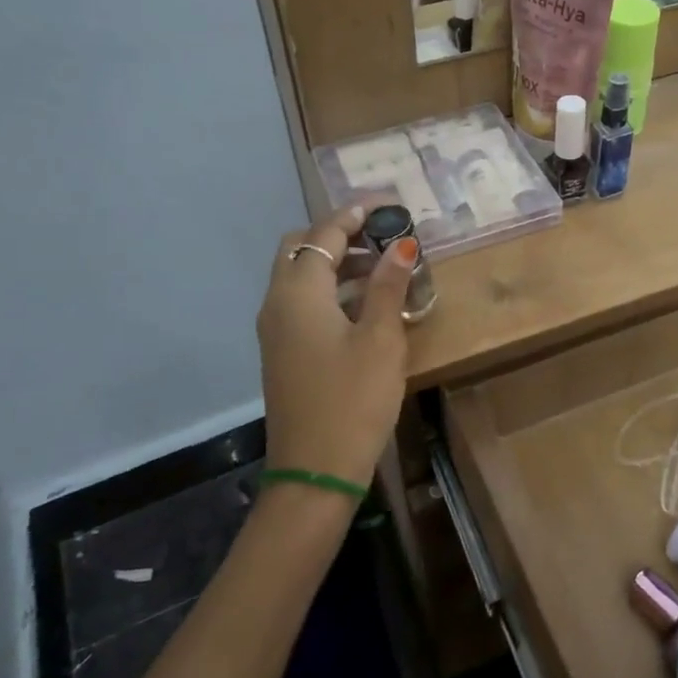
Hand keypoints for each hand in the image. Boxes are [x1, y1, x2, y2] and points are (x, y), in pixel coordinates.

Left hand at [256, 208, 415, 489]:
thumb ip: (388, 287)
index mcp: (298, 292)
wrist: (314, 473)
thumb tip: (402, 244)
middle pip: (301, 248)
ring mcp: (276, 330)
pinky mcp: (283, 352)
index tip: (390, 204)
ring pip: (301, 277)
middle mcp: (278, 303)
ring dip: (337, 264)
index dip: (357, 213)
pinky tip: (367, 307)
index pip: (324, 233)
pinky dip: (330, 291)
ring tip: (384, 268)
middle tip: (381, 238)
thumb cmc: (353, 400)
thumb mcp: (380, 340)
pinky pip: (303, 303)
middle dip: (339, 235)